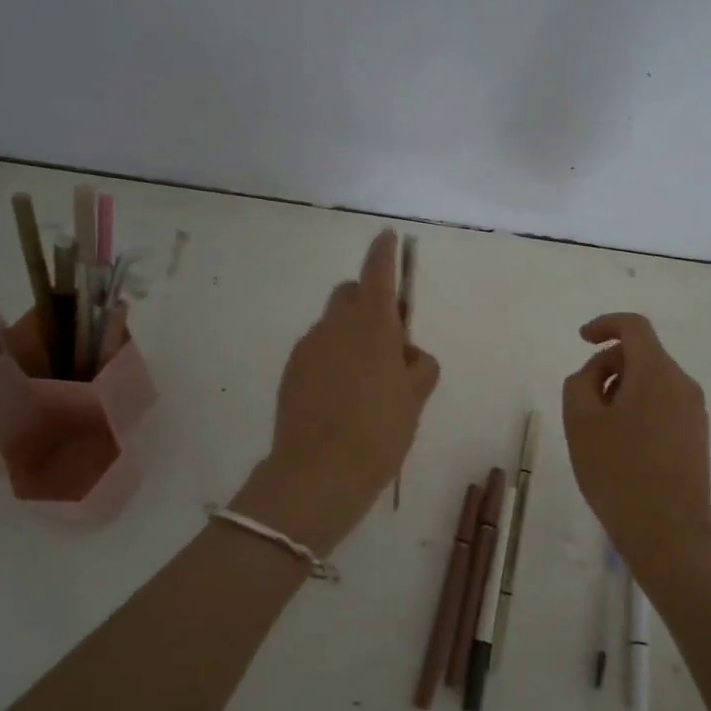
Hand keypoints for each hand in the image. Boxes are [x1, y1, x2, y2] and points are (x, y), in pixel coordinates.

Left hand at [236, 229, 439, 554]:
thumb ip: (419, 365)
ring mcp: (308, 348)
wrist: (318, 474)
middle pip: (350, 294)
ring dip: (350, 335)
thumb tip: (406, 353)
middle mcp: (335, 326)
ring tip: (366, 382)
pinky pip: (317, 350)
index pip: (378, 273)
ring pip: (333, 325)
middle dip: (368, 303)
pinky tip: (341, 396)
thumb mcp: (416, 399)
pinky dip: (332, 358)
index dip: (385, 252)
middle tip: (389, 341)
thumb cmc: (379, 432)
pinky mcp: (291, 371)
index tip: (388, 237)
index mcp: (372, 326)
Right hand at [562, 312, 710, 585]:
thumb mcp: (580, 422)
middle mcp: (683, 384)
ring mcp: (695, 411)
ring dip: (621, 389)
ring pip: (652, 381)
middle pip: (642, 354)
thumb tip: (597, 372)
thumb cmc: (617, 472)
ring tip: (600, 430)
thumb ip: (580, 382)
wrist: (669, 533)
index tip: (582, 339)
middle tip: (582, 402)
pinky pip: (663, 404)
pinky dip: (638, 408)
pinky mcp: (697, 436)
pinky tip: (622, 446)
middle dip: (608, 366)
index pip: (634, 326)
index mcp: (656, 373)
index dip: (604, 324)